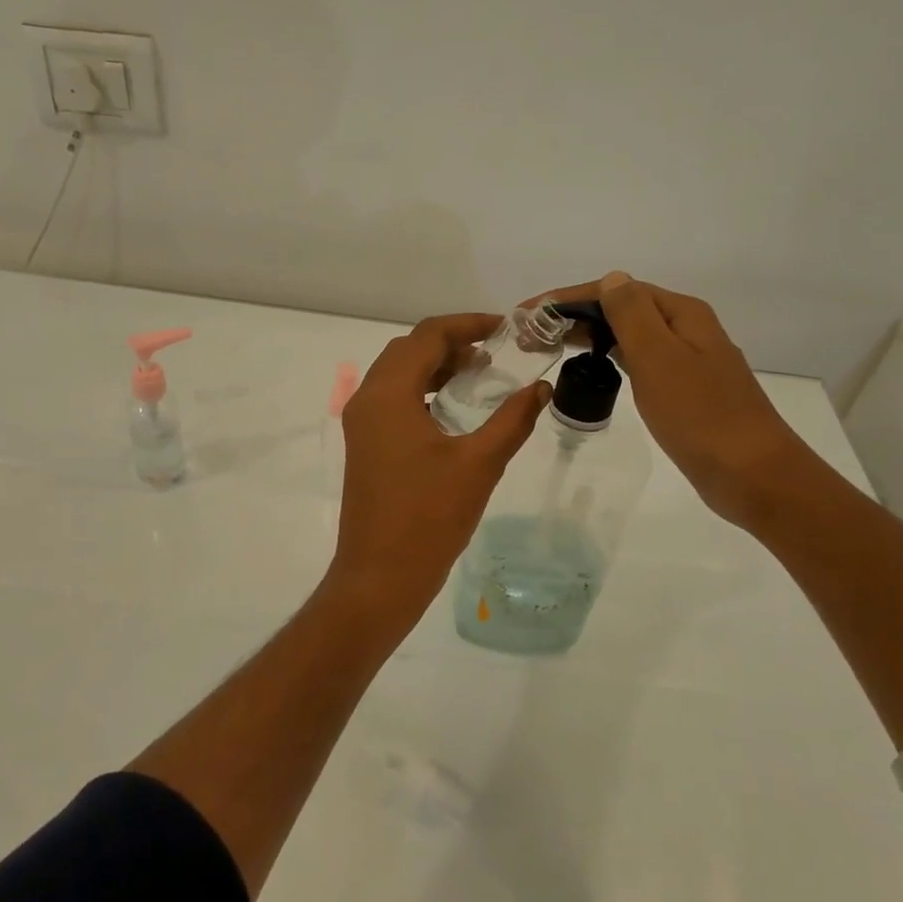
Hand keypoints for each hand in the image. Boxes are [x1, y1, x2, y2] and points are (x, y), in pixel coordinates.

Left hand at [327, 314, 549, 626]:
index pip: (426, 336)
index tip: (506, 329)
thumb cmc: (429, 518)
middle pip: (408, 350)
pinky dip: (422, 392)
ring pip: (397, 375)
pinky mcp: (364, 446)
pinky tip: (454, 410)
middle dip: (451, 343)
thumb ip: (513, 419)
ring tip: (480, 376)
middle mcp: (366, 401)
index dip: (468, 324)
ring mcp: (360, 425)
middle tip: (495, 353)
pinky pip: (392, 401)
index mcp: (388, 395)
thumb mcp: (480, 464)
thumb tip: (542, 388)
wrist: (380, 576)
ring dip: (435, 367)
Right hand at [533, 273, 815, 527]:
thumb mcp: (660, 358)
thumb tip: (611, 278)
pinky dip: (610, 359)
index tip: (528, 313)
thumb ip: (632, 315)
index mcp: (682, 314)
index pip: (616, 291)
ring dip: (589, 336)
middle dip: (574, 316)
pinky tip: (594, 370)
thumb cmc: (700, 415)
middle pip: (622, 310)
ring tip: (551, 347)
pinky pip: (639, 362)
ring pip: (629, 336)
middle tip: (530, 336)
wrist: (751, 473)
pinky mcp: (684, 391)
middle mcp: (687, 330)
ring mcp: (688, 361)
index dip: (568, 298)